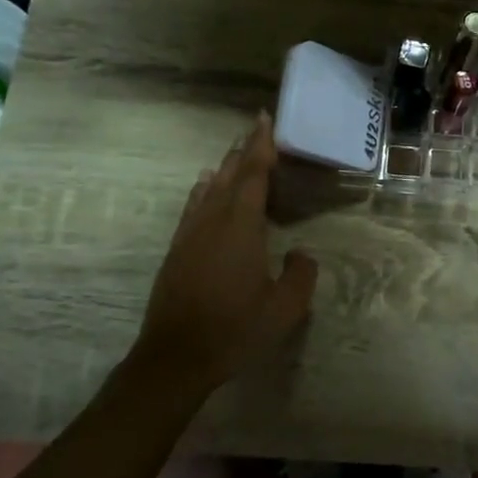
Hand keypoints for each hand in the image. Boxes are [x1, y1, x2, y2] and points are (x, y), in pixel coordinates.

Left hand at [134, 112, 317, 392]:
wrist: (175, 357)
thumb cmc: (235, 330)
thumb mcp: (284, 309)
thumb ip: (300, 276)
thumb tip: (302, 254)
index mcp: (241, 227)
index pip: (252, 175)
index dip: (260, 146)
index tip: (265, 120)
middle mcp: (213, 221)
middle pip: (230, 175)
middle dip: (244, 151)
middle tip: (257, 130)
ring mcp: (190, 234)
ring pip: (210, 189)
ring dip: (225, 168)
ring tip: (236, 154)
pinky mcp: (177, 250)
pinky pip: (194, 206)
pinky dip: (204, 190)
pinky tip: (206, 187)